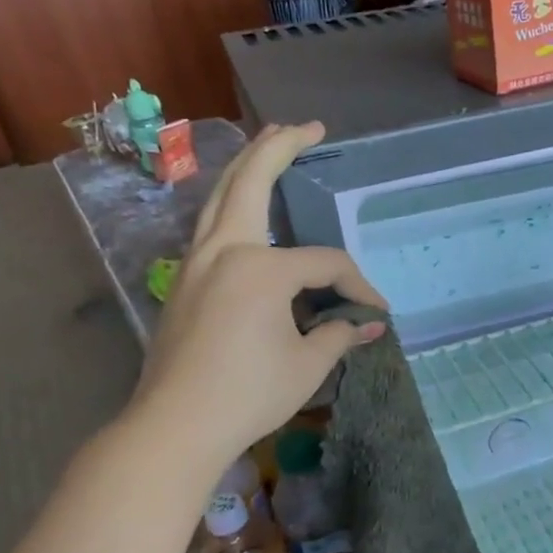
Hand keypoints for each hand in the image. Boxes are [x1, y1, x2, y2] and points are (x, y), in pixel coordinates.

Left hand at [135, 122, 386, 462]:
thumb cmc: (247, 394)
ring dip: (246, 167)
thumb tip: (369, 324)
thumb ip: (338, 334)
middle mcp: (223, 251)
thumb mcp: (306, 365)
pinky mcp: (183, 281)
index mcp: (259, 267)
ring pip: (220, 197)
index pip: (325, 264)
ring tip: (270, 145)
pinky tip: (245, 208)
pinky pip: (211, 225)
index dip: (358, 286)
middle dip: (280, 147)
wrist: (174, 426)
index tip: (377, 314)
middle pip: (251, 182)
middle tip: (308, 126)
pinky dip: (231, 202)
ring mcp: (196, 263)